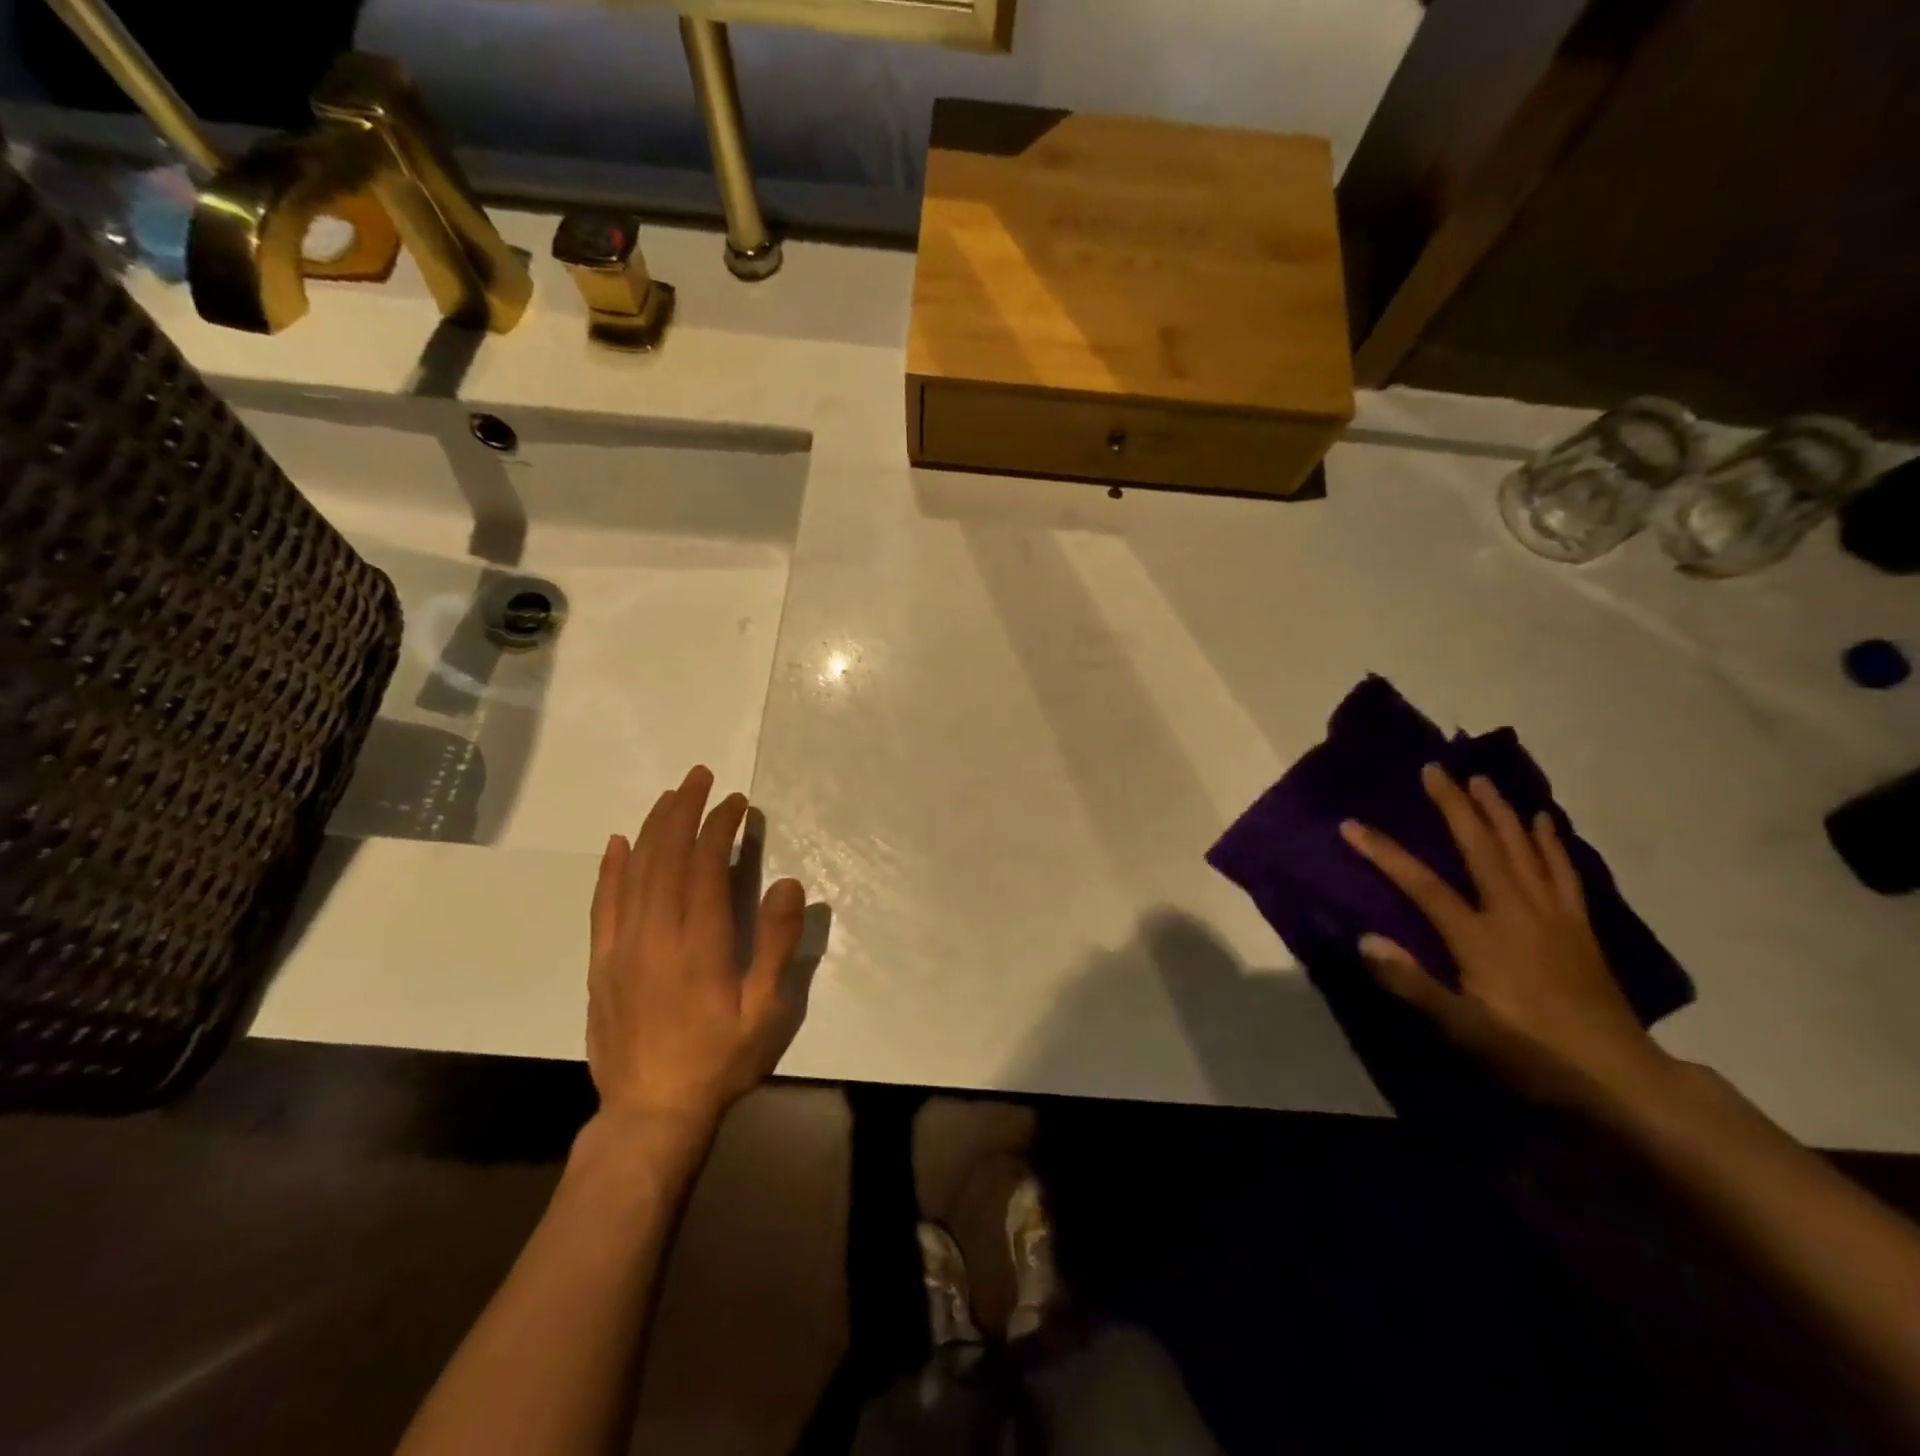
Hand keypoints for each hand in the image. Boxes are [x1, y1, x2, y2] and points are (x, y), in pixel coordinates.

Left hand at [585, 765, 808, 1137]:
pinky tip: (619, 842)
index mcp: (697, 942)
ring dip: (653, 828)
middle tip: (700, 777)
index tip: (735, 803)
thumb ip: (775, 945)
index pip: (704, 865)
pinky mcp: (601, 963)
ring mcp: (621, 947)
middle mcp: (654, 934)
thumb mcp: (765, 1011)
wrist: (650, 1114)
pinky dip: (610, 869)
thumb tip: (785, 882)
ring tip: (670, 796)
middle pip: (665, 856)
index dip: (719, 826)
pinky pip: (603, 905)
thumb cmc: (719, 1061)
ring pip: (634, 872)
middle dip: (684, 810)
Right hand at [1339, 763, 1674, 1115]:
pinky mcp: (1579, 924)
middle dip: (1455, 806)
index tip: (1351, 824)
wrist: (1622, 1078)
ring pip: (1523, 849)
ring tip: (1481, 779)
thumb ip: (1413, 984)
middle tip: (1435, 769)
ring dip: (1499, 811)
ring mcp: (1553, 915)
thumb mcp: (1464, 1029)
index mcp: (1481, 937)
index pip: (1422, 885)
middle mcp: (1516, 913)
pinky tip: (1543, 819)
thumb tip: (1366, 939)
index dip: (1384, 853)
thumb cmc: (1531, 1053)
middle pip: (1481, 848)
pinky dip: (1551, 841)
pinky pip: (1563, 870)